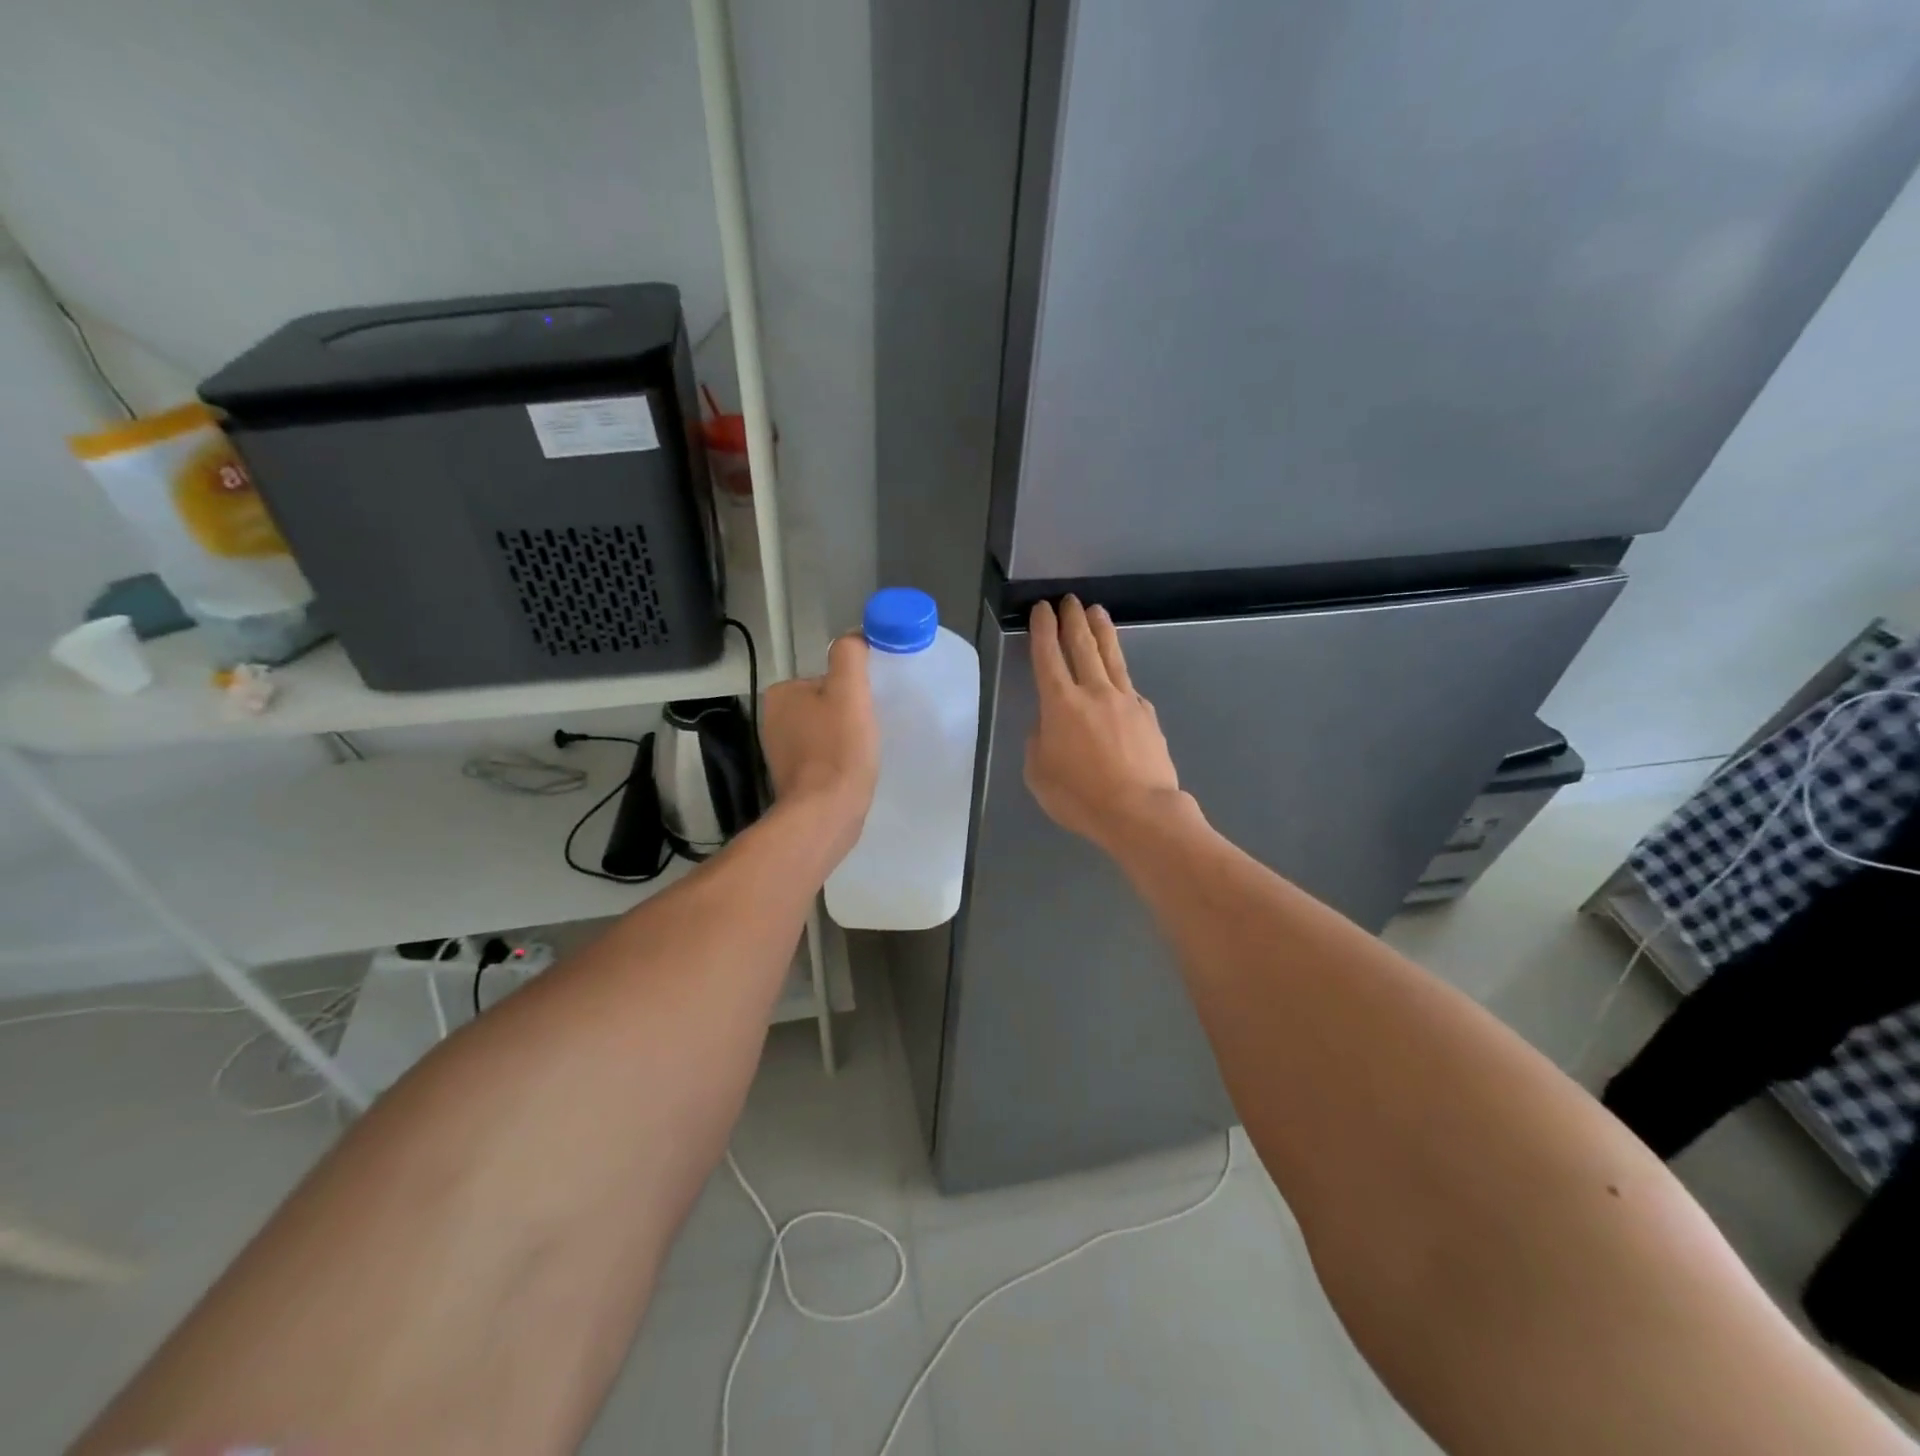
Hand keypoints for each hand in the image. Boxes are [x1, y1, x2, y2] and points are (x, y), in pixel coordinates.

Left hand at [761, 634, 879, 859]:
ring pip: (826, 731)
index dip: (853, 691)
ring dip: (845, 738)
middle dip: (849, 715)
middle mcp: (773, 719)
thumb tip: (855, 637)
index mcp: (781, 693)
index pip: (827, 679)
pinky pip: (823, 756)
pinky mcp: (793, 778)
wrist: (826, 814)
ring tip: (861, 754)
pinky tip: (851, 771)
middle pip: (826, 704)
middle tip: (868, 731)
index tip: (867, 708)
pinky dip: (838, 760)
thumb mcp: (849, 691)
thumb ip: (850, 656)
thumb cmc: (838, 749)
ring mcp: (780, 751)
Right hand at [1025, 596, 1184, 850]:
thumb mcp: (1039, 773)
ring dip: (1102, 631)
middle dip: (1073, 619)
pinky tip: (1118, 675)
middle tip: (1069, 600)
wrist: (1140, 812)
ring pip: (1111, 656)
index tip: (1043, 609)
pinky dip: (1119, 674)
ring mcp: (1125, 700)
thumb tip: (1049, 726)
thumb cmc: (1080, 797)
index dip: (1043, 629)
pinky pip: (1129, 686)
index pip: (1048, 656)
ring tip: (1097, 611)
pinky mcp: (1147, 714)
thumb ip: (1039, 741)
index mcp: (1060, 704)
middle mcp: (1093, 692)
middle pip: (1082, 645)